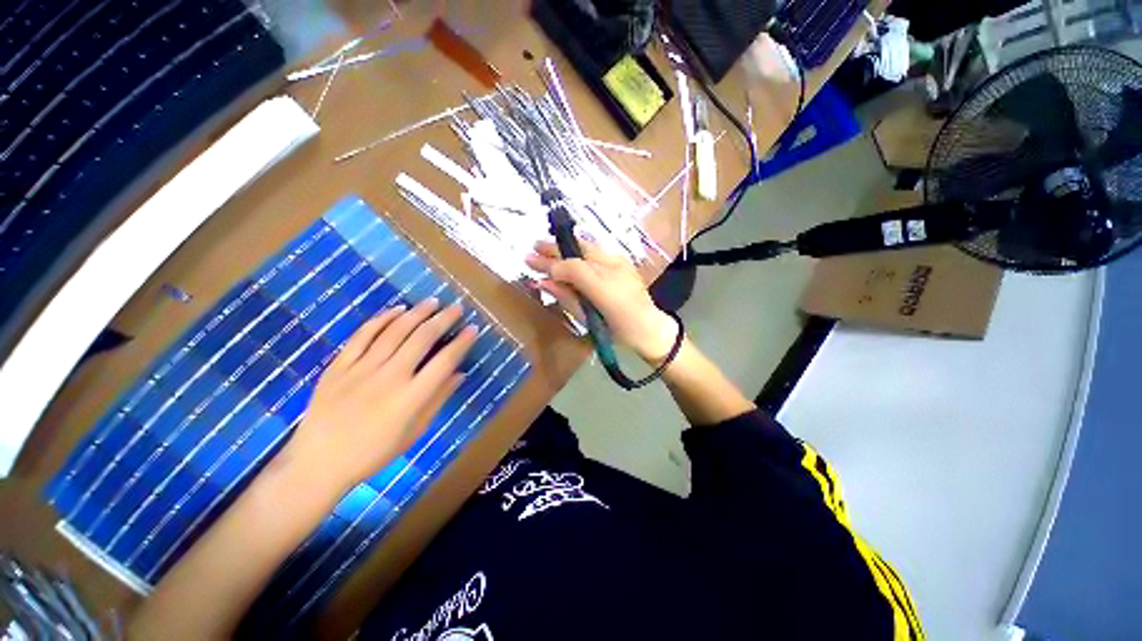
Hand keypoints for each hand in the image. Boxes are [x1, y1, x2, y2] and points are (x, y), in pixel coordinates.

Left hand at [283, 299, 477, 489]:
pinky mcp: (339, 366)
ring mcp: (361, 369)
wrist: (317, 462)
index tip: (473, 329)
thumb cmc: (373, 452)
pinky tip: (397, 310)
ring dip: (417, 313)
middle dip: (443, 319)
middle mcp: (389, 377)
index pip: (444, 362)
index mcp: (410, 398)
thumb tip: (460, 374)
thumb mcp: (415, 431)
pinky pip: (362, 336)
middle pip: (421, 339)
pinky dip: (382, 319)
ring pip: (394, 331)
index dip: (461, 343)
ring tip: (432, 301)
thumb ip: (438, 399)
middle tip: (457, 307)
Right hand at [526, 240, 676, 362]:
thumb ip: (566, 297)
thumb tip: (542, 282)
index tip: (529, 261)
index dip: (549, 264)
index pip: (570, 268)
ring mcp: (619, 262)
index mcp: (603, 286)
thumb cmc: (618, 330)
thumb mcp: (588, 319)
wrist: (650, 329)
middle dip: (554, 249)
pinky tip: (568, 252)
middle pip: (577, 252)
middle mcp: (611, 268)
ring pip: (586, 247)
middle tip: (533, 247)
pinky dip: (579, 250)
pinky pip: (596, 251)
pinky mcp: (623, 261)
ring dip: (565, 247)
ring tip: (545, 246)